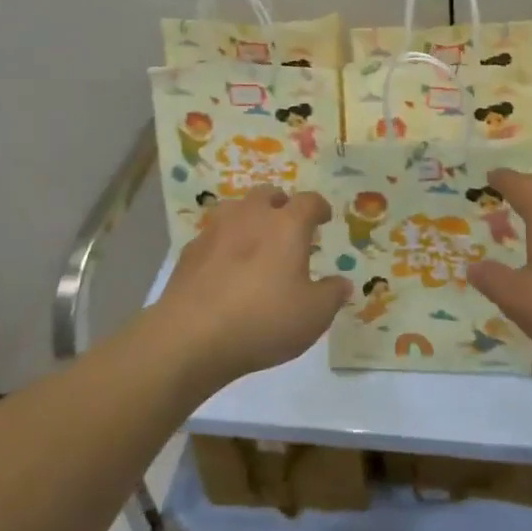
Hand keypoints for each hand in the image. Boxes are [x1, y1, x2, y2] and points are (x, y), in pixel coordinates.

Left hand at [156, 188, 350, 388]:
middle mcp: (251, 216)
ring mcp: (215, 230)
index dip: (319, 207)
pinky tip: (225, 267)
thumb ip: (332, 295)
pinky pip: (213, 236)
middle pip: (268, 194)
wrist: (191, 336)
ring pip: (235, 209)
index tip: (324, 217)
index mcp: (287, 225)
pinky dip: (223, 243)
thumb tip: (342, 283)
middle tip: (288, 224)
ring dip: (249, 217)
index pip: (309, 201)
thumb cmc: (263, 320)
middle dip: (281, 204)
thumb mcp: (313, 315)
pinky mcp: (189, 251)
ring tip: (255, 240)